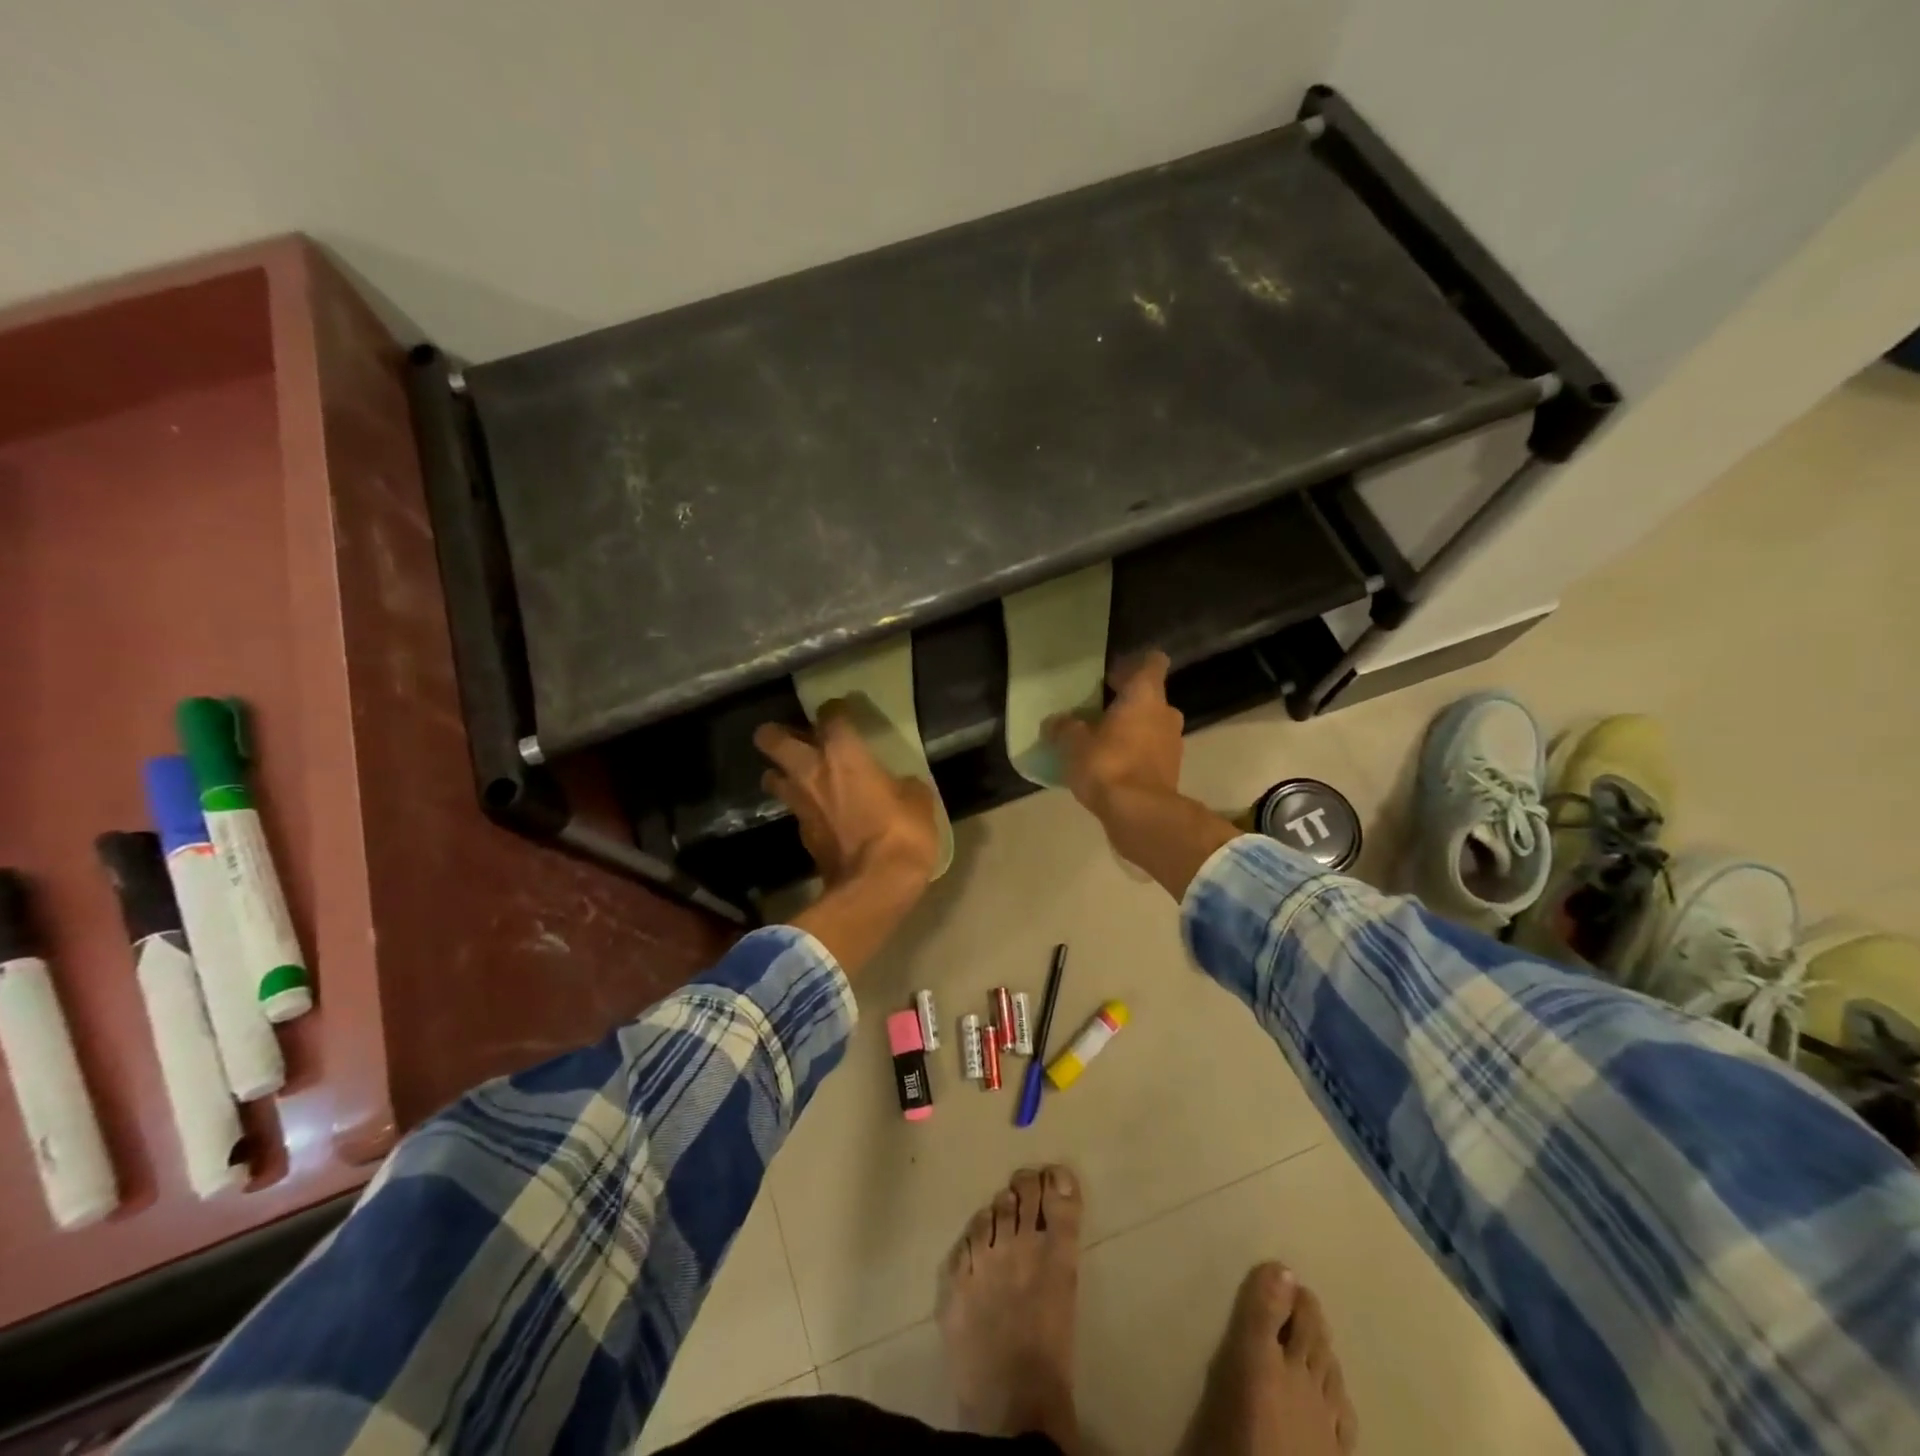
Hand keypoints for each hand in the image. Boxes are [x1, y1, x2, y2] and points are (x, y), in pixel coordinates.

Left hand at [755, 704, 940, 891]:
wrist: (874, 887)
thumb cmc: (902, 833)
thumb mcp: (918, 801)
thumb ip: (903, 784)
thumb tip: (898, 786)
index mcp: (844, 754)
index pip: (830, 716)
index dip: (834, 710)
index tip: (842, 711)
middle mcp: (812, 772)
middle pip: (772, 740)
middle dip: (776, 734)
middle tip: (795, 737)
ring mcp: (801, 804)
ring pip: (772, 777)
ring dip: (782, 773)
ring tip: (801, 776)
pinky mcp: (802, 833)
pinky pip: (793, 808)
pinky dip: (801, 805)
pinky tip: (818, 810)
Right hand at [1046, 651, 1183, 815]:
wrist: (1139, 813)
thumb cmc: (1107, 763)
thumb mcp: (1072, 743)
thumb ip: (1063, 727)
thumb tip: (1054, 723)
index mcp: (1145, 695)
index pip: (1152, 662)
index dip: (1133, 665)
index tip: (1111, 676)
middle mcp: (1166, 713)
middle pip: (1149, 698)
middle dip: (1126, 704)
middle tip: (1097, 713)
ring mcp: (1173, 744)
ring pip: (1151, 726)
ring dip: (1131, 731)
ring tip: (1101, 744)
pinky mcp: (1171, 771)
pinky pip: (1151, 753)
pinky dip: (1135, 756)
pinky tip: (1111, 769)